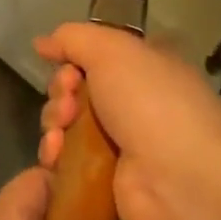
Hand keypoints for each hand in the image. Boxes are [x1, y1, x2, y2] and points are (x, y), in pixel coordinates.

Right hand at [34, 22, 220, 219]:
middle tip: (68, 100)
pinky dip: (55, 154)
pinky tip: (55, 154)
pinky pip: (68, 160)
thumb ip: (73, 38)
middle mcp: (135, 101)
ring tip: (60, 129)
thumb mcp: (112, 50)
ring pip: (68, 123)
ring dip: (54, 121)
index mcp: (145, 66)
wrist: (179, 178)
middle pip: (77, 88)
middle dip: (62, 90)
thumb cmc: (150, 101)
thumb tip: (41, 42)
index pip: (98, 55)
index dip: (74, 58)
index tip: (65, 66)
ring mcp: (122, 143)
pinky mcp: (106, 180)